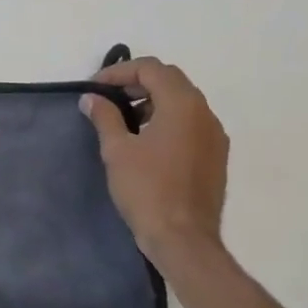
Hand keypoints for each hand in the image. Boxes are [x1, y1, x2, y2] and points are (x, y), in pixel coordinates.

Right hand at [80, 55, 228, 263]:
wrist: (183, 239)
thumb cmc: (147, 190)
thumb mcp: (117, 150)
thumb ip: (104, 117)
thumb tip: (91, 98)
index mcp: (182, 105)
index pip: (151, 68)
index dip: (119, 72)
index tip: (95, 89)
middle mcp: (205, 113)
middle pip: (170, 80)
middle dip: (136, 83)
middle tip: (108, 99)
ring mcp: (214, 135)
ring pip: (182, 102)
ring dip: (152, 101)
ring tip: (123, 121)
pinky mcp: (216, 156)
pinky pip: (190, 123)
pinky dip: (167, 120)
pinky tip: (145, 143)